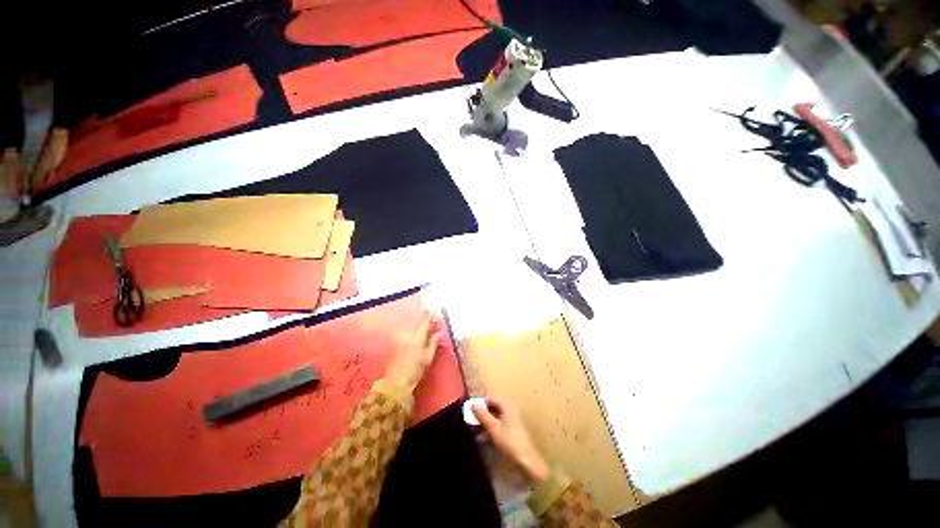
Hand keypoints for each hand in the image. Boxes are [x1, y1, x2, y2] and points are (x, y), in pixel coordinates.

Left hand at [384, 311, 442, 391]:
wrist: (396, 382)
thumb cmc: (415, 370)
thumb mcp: (428, 357)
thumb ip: (434, 343)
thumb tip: (440, 333)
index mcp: (417, 337)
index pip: (425, 321)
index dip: (432, 317)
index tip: (438, 317)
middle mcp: (408, 334)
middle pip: (418, 322)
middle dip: (426, 320)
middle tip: (434, 321)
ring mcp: (401, 338)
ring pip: (412, 326)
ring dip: (420, 325)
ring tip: (428, 328)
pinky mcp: (397, 343)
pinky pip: (408, 332)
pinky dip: (414, 331)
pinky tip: (418, 335)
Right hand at [473, 398, 549, 484]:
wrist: (526, 460)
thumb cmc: (509, 442)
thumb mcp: (493, 428)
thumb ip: (483, 415)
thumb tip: (473, 404)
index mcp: (506, 406)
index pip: (490, 399)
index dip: (480, 403)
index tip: (469, 410)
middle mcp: (509, 410)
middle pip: (492, 408)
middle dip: (481, 414)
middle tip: (470, 421)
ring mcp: (511, 420)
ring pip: (494, 417)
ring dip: (484, 423)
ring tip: (473, 431)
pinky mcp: (511, 431)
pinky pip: (497, 426)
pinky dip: (489, 429)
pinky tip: (482, 438)